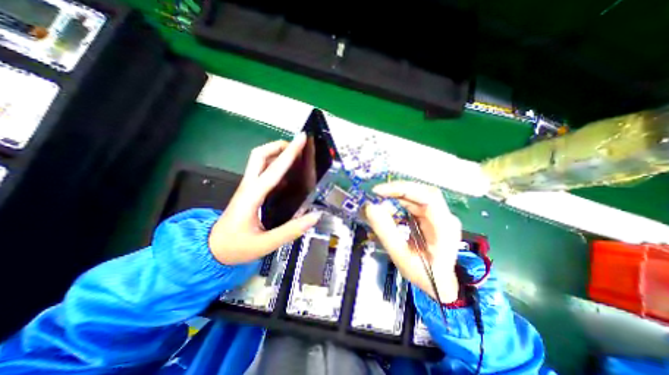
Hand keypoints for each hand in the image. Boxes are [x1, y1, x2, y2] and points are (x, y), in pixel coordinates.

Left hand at [210, 134, 322, 264]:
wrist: (211, 250)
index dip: (289, 153)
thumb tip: (315, 215)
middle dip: (279, 146)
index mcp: (252, 196)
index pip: (273, 169)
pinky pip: (262, 171)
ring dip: (276, 153)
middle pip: (259, 155)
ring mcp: (247, 187)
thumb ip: (292, 230)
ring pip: (259, 160)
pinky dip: (275, 165)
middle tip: (297, 147)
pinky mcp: (249, 191)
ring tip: (296, 157)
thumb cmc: (236, 247)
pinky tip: (288, 174)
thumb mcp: (265, 244)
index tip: (302, 139)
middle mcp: (248, 186)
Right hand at [364, 180, 463, 300]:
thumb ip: (387, 233)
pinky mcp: (431, 216)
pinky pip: (414, 202)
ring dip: (397, 196)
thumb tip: (370, 207)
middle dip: (397, 191)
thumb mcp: (402, 257)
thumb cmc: (425, 275)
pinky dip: (399, 202)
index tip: (379, 191)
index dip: (403, 189)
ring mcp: (439, 215)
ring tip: (379, 203)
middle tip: (375, 195)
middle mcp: (445, 216)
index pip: (428, 197)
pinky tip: (389, 208)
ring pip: (417, 195)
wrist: (441, 285)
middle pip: (422, 192)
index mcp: (445, 227)